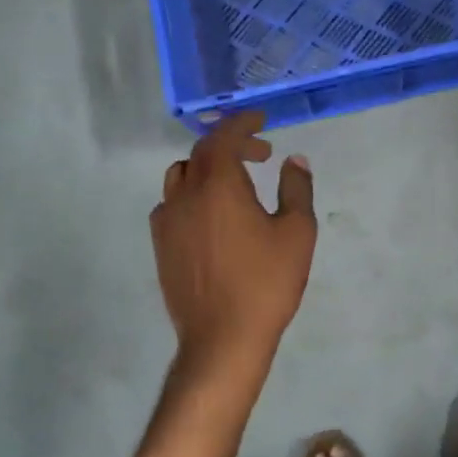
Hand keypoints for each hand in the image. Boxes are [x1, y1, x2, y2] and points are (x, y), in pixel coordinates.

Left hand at [151, 112, 316, 370]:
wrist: (222, 338)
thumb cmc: (266, 283)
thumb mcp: (296, 233)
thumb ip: (296, 189)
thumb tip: (294, 161)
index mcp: (218, 185)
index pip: (224, 137)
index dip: (242, 122)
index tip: (261, 119)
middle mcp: (185, 194)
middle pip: (201, 154)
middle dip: (230, 145)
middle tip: (261, 154)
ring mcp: (167, 221)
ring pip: (181, 176)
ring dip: (207, 168)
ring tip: (234, 183)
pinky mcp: (161, 245)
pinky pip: (171, 204)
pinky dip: (191, 195)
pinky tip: (211, 217)